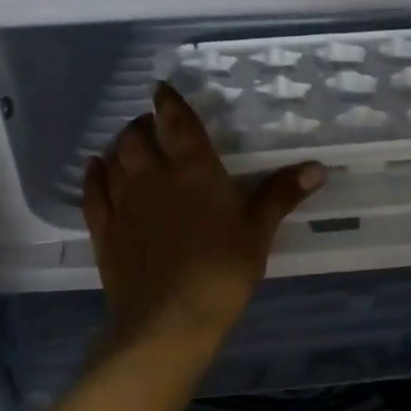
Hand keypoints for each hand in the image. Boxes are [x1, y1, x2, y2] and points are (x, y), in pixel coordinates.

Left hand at [83, 82, 325, 348]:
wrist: (168, 321)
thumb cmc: (221, 271)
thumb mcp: (258, 232)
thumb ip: (281, 194)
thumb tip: (318, 167)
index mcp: (193, 170)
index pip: (175, 122)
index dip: (168, 102)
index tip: (162, 89)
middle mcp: (152, 176)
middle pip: (136, 136)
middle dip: (143, 125)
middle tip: (154, 126)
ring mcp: (123, 203)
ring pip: (113, 159)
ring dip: (120, 146)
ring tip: (131, 145)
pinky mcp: (104, 230)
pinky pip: (92, 192)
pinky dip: (94, 174)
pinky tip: (96, 168)